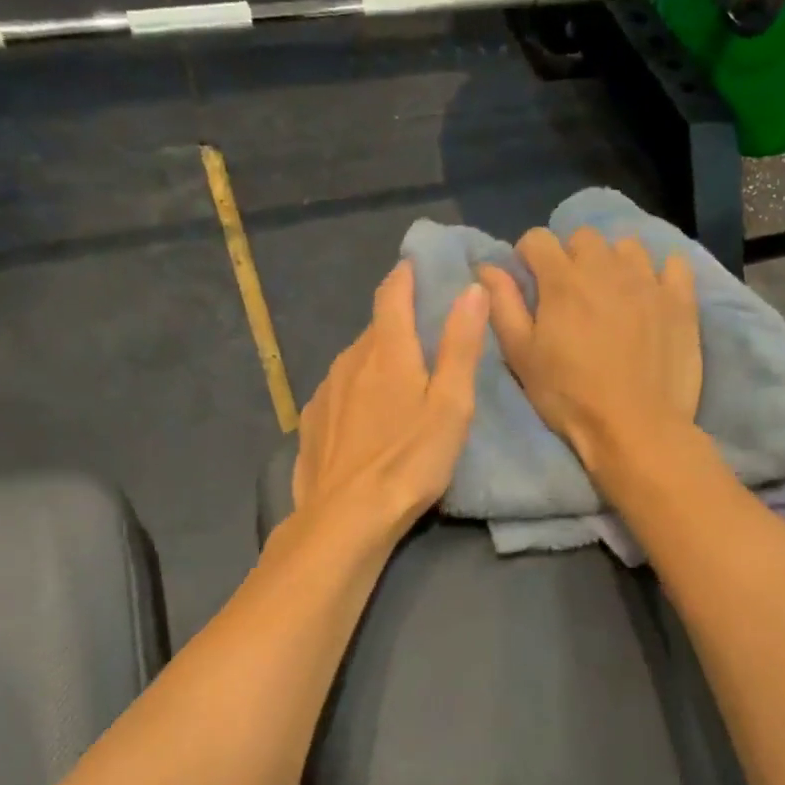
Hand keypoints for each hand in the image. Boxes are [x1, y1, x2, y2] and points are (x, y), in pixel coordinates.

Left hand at [293, 262, 490, 535]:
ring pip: (357, 360)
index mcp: (386, 350)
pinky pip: (340, 390)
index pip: (392, 293)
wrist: (345, 518)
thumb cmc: (410, 461)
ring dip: (379, 359)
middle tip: (427, 335)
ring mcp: (326, 390)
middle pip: (376, 328)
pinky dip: (358, 390)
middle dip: (399, 322)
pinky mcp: (313, 421)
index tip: (419, 266)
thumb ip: (460, 345)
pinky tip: (369, 418)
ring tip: (402, 381)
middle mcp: (350, 359)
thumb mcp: (451, 405)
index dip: (407, 274)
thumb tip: (471, 289)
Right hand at [477, 227, 699, 471]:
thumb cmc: (569, 397)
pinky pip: (674, 264)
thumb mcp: (522, 356)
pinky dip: (660, 273)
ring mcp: (648, 281)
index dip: (528, 256)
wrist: (636, 428)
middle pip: (583, 236)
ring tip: (612, 293)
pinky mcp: (681, 300)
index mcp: (562, 280)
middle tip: (570, 292)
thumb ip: (503, 306)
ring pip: (627, 246)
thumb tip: (487, 268)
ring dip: (614, 262)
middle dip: (571, 256)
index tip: (529, 280)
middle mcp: (605, 268)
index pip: (538, 239)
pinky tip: (652, 296)